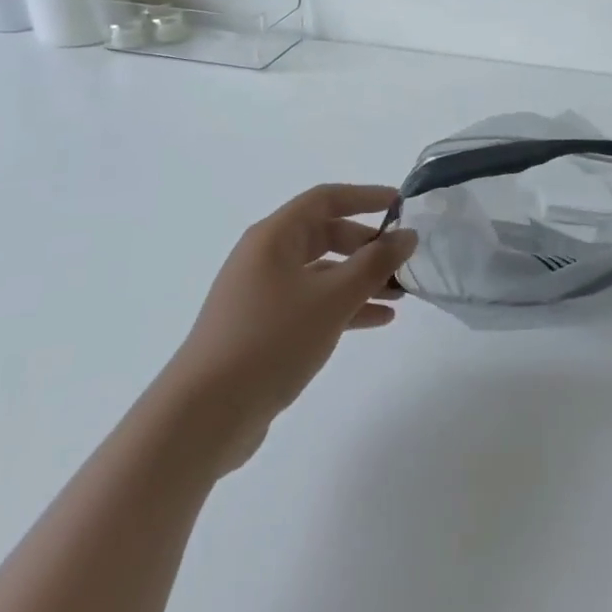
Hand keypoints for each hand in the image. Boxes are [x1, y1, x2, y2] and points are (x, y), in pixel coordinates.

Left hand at [164, 184, 416, 471]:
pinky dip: (345, 306)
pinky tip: (378, 320)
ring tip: (401, 293)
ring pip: (323, 273)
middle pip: (325, 235)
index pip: (326, 199)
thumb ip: (375, 264)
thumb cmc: (271, 340)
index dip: (366, 197)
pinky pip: (314, 304)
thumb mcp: (333, 298)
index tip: (402, 206)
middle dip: (368, 245)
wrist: (204, 415)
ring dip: (361, 279)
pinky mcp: (264, 328)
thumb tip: (407, 236)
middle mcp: (266, 258)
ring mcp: (263, 295)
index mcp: (274, 237)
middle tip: (405, 260)